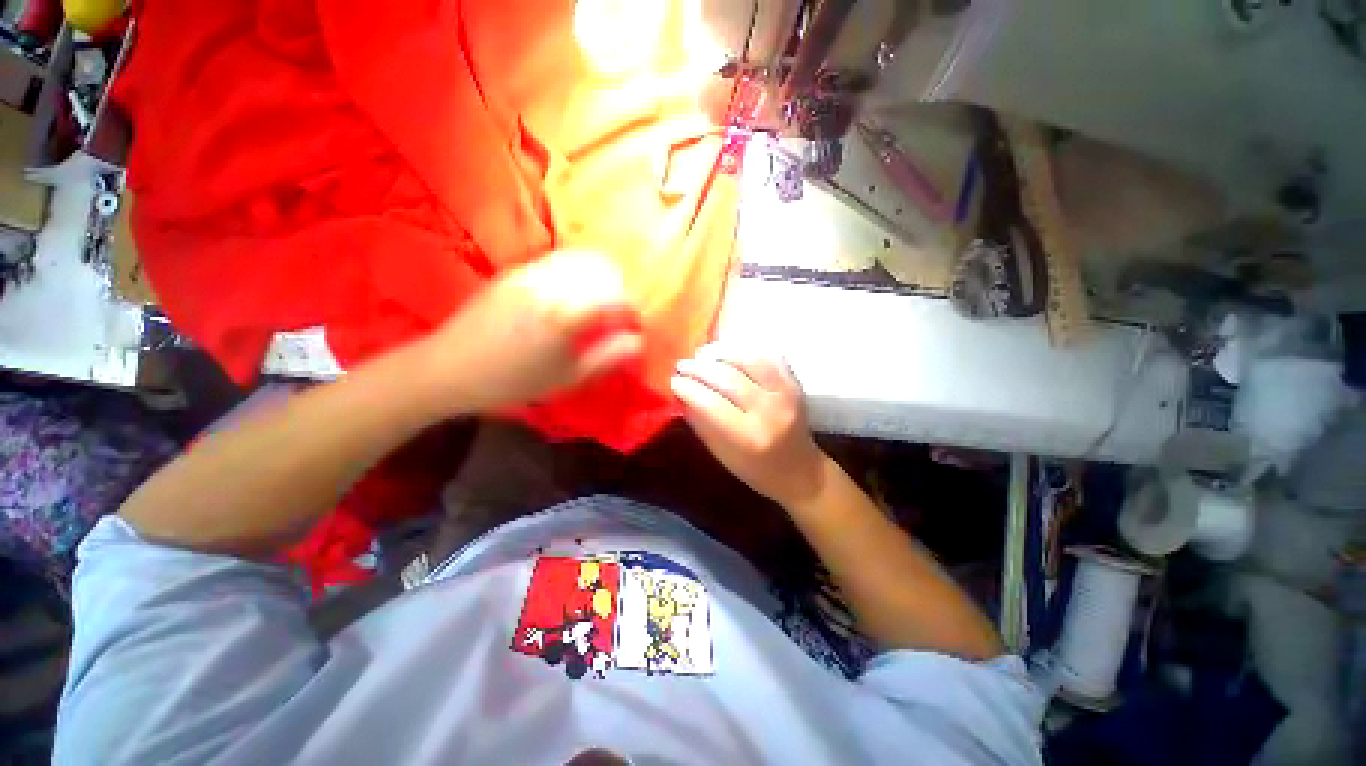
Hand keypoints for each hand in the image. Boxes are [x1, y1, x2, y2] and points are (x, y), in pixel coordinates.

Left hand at [421, 251, 642, 413]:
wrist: (449, 368)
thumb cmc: (512, 381)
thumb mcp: (567, 378)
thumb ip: (608, 357)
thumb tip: (638, 341)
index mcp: (567, 314)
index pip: (619, 299)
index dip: (634, 313)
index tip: (634, 328)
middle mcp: (552, 284)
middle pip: (605, 269)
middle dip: (620, 290)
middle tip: (617, 315)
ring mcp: (531, 272)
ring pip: (582, 259)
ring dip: (599, 278)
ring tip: (596, 304)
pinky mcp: (516, 271)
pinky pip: (559, 262)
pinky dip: (576, 274)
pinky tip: (569, 298)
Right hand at [670, 344, 827, 507]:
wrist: (801, 472)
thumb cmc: (756, 470)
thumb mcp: (722, 454)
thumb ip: (701, 422)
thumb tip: (680, 394)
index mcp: (749, 437)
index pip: (710, 403)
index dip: (688, 388)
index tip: (672, 380)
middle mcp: (769, 411)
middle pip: (727, 378)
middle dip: (699, 368)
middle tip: (682, 365)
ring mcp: (786, 393)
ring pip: (748, 360)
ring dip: (721, 353)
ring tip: (702, 355)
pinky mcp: (795, 383)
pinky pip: (768, 356)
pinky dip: (746, 351)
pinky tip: (729, 354)